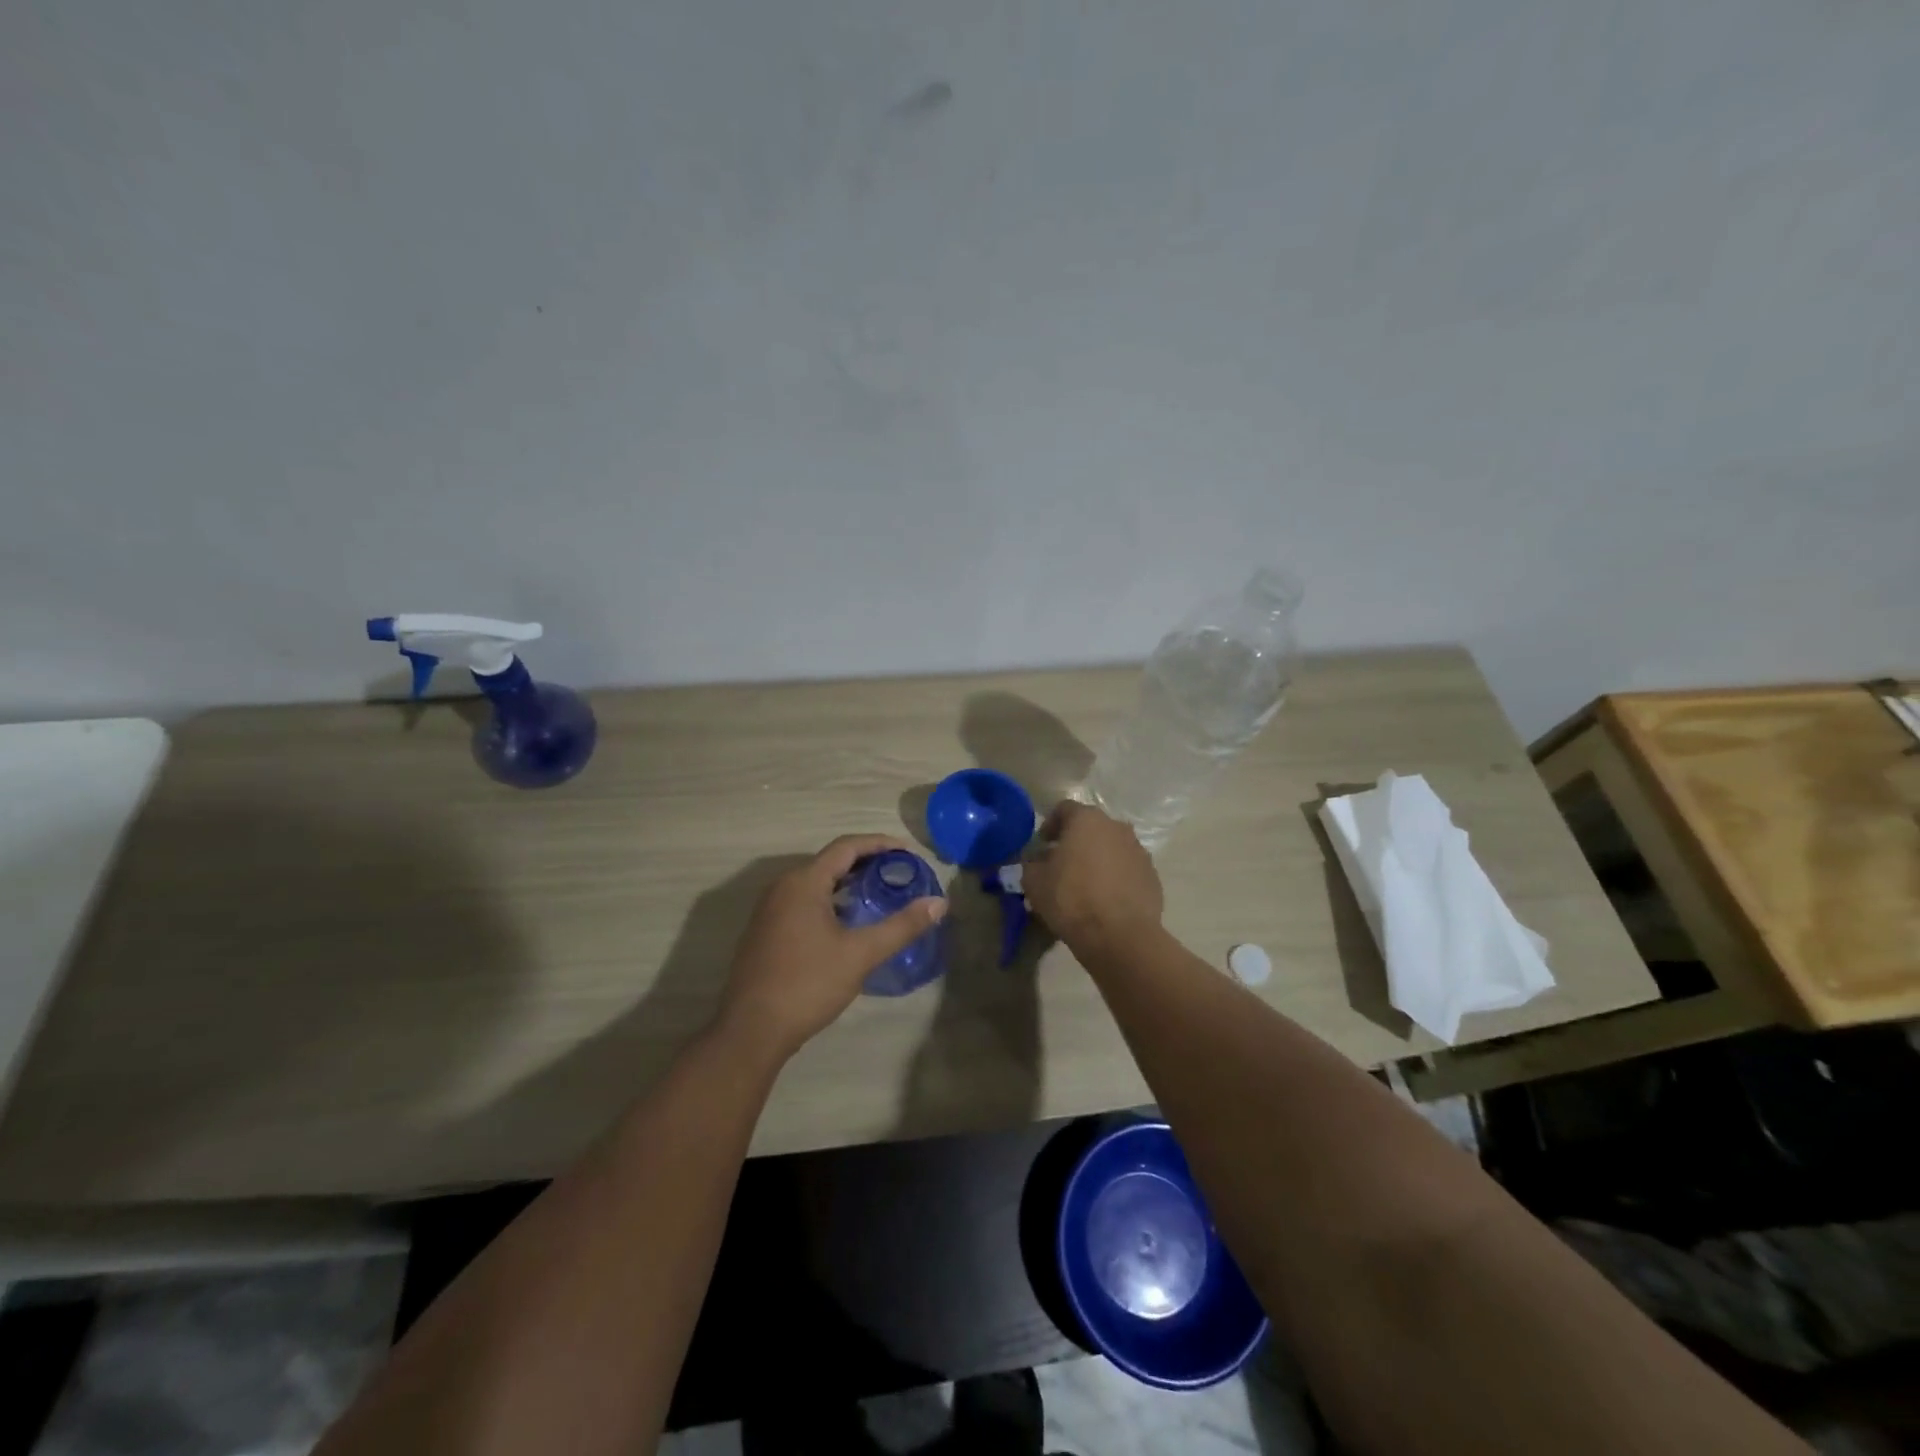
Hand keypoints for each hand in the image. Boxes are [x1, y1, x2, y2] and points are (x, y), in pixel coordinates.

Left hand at [718, 835, 947, 1062]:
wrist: (752, 1030)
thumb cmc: (808, 984)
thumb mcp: (861, 954)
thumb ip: (901, 926)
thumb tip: (939, 903)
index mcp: (804, 882)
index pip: (846, 847)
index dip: (880, 844)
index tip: (908, 851)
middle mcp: (782, 886)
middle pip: (830, 861)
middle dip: (866, 862)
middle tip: (898, 873)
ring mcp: (769, 909)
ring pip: (815, 883)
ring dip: (847, 883)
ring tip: (879, 894)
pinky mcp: (765, 931)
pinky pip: (802, 901)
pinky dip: (829, 900)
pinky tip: (846, 923)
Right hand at [1024, 801, 1163, 954]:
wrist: (1120, 936)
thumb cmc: (1071, 900)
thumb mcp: (1034, 881)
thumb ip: (1032, 863)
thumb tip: (1039, 860)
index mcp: (1087, 820)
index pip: (1064, 809)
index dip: (1050, 824)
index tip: (1042, 845)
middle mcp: (1117, 827)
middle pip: (1092, 827)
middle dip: (1076, 842)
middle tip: (1061, 864)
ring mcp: (1139, 851)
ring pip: (1112, 848)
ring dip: (1098, 859)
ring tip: (1085, 885)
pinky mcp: (1153, 876)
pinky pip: (1128, 870)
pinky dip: (1116, 878)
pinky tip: (1105, 901)